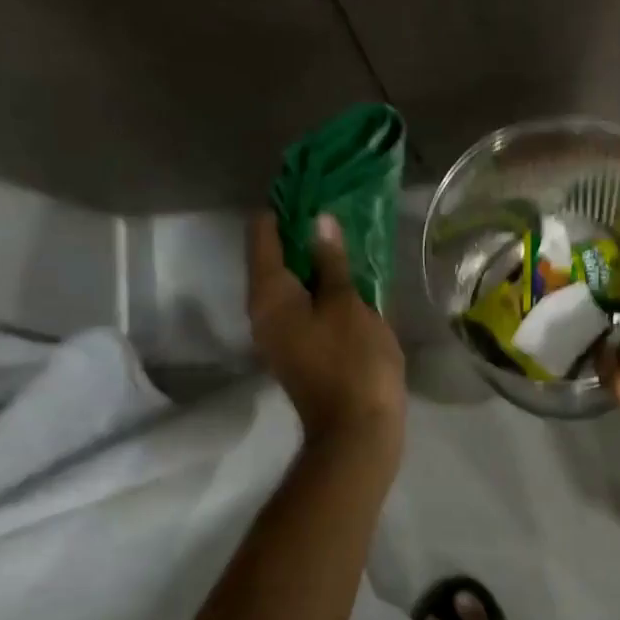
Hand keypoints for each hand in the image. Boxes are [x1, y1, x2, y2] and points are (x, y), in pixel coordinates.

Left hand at [246, 212, 405, 451]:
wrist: (356, 431)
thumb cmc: (353, 362)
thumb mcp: (347, 304)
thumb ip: (331, 261)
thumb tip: (318, 221)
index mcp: (269, 297)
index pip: (263, 237)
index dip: (283, 210)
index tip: (309, 188)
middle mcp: (264, 312)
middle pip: (273, 258)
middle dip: (299, 231)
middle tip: (332, 205)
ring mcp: (280, 333)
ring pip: (289, 282)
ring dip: (311, 258)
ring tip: (342, 233)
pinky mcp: (298, 348)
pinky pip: (302, 303)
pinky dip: (318, 284)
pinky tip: (345, 274)